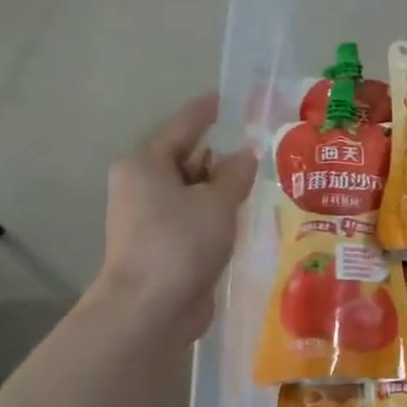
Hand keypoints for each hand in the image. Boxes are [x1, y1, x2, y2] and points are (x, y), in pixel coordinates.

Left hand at [92, 94, 257, 344]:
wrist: (150, 309)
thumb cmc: (180, 243)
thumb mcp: (217, 202)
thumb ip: (235, 173)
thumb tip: (245, 153)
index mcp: (146, 162)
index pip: (185, 124)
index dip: (211, 110)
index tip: (234, 97)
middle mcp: (142, 184)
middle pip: (188, 157)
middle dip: (223, 155)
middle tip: (264, 148)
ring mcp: (150, 216)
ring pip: (193, 190)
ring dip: (223, 189)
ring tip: (263, 182)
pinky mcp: (163, 243)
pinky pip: (194, 216)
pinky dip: (216, 214)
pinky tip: (244, 217)